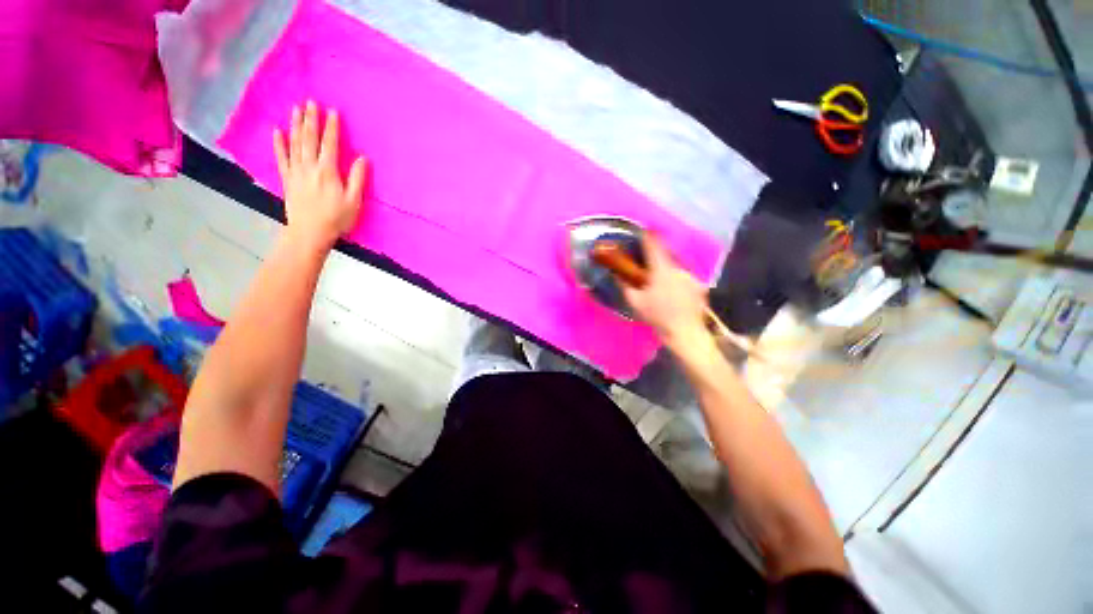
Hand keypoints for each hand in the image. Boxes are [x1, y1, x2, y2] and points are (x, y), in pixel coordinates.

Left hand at [273, 101, 366, 250]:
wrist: (310, 232)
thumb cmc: (336, 218)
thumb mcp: (354, 201)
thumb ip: (357, 178)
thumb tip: (362, 158)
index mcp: (327, 172)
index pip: (329, 144)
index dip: (331, 127)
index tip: (332, 111)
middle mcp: (309, 167)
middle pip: (309, 139)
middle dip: (311, 119)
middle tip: (311, 102)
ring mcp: (295, 171)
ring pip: (294, 143)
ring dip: (295, 125)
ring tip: (296, 109)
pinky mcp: (287, 178)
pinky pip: (281, 157)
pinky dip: (278, 143)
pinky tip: (277, 131)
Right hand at [623, 235, 710, 350]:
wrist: (685, 331)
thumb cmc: (657, 316)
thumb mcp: (635, 301)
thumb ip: (624, 285)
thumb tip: (615, 273)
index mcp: (661, 269)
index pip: (654, 244)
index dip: (647, 235)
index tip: (642, 230)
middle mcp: (678, 267)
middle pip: (666, 253)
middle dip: (657, 255)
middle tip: (649, 261)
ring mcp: (691, 275)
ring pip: (676, 265)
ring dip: (668, 268)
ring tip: (662, 280)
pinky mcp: (699, 284)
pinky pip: (685, 276)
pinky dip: (678, 279)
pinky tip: (674, 291)